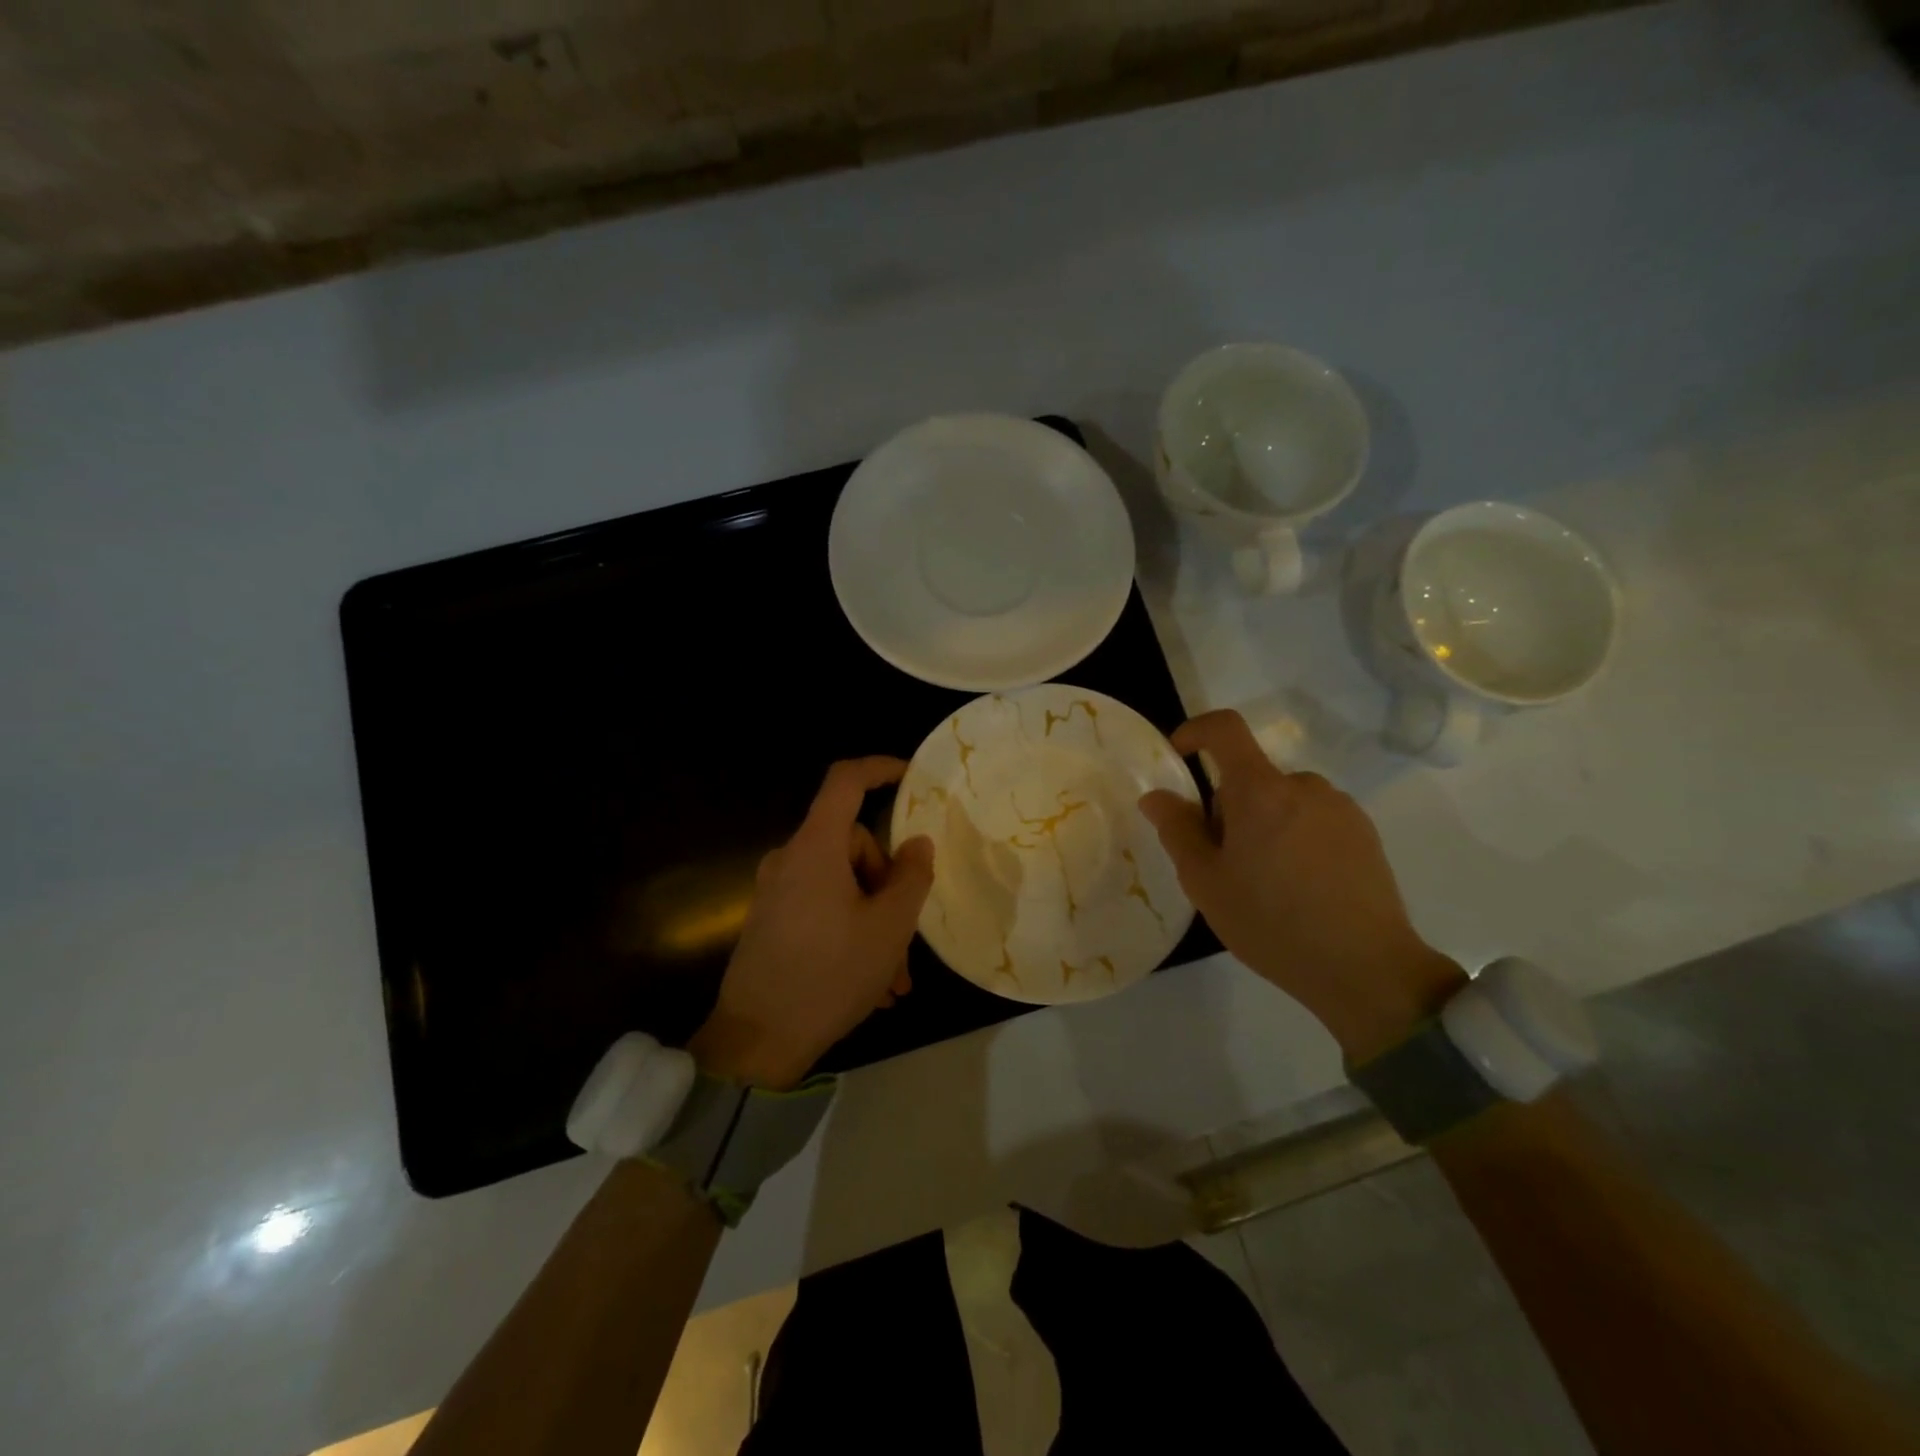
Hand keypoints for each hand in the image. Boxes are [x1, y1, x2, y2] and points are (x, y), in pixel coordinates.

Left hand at [688, 757, 933, 1088]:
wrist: (755, 1042)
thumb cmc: (830, 976)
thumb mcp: (889, 928)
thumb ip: (911, 878)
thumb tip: (917, 844)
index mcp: (815, 849)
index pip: (845, 781)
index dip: (879, 768)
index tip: (912, 778)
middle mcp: (790, 860)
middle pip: (852, 845)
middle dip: (886, 884)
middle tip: (907, 938)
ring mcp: (776, 892)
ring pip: (842, 885)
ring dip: (874, 920)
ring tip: (894, 977)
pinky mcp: (771, 921)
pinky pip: (822, 908)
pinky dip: (850, 932)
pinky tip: (870, 984)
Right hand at [1139, 710, 1465, 1062]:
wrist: (1366, 968)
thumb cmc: (1270, 922)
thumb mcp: (1205, 882)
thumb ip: (1177, 830)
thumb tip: (1157, 796)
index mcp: (1261, 790)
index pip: (1225, 729)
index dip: (1196, 731)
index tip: (1179, 756)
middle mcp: (1304, 785)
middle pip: (1252, 777)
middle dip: (1229, 806)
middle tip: (1224, 862)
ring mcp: (1340, 808)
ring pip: (1283, 800)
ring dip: (1264, 823)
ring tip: (1265, 881)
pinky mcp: (1365, 833)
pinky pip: (1314, 818)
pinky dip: (1296, 837)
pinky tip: (1301, 888)